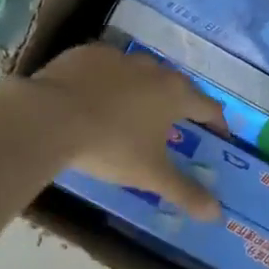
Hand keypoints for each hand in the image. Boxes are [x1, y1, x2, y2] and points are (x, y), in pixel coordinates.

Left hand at [30, 43, 228, 218]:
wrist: (50, 117)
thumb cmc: (111, 146)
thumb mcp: (150, 175)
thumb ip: (185, 192)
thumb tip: (216, 215)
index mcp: (175, 94)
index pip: (209, 107)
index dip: (217, 124)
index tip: (218, 137)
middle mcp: (153, 68)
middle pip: (176, 86)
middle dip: (179, 106)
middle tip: (175, 127)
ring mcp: (118, 57)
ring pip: (140, 73)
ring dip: (143, 90)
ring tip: (133, 112)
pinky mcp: (86, 53)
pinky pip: (105, 68)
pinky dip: (107, 82)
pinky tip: (95, 99)